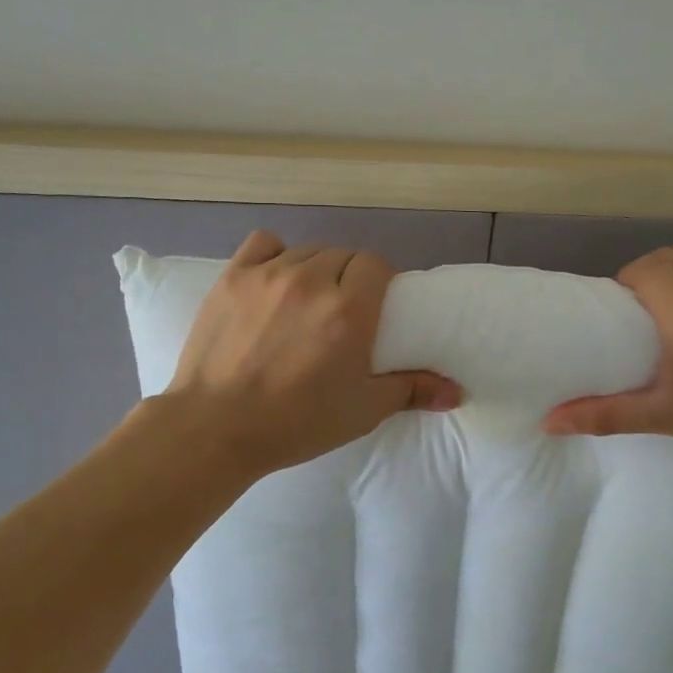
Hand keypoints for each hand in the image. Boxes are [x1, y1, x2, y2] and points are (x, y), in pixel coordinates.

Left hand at [162, 231, 461, 476]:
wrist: (215, 428)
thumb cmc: (296, 422)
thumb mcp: (362, 410)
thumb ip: (412, 390)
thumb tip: (457, 392)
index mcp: (349, 310)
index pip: (377, 264)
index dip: (381, 281)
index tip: (376, 307)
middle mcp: (312, 281)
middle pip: (345, 255)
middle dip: (351, 277)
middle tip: (343, 312)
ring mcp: (268, 274)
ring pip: (308, 251)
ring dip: (317, 269)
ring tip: (308, 300)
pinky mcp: (232, 277)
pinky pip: (264, 243)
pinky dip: (276, 255)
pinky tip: (274, 280)